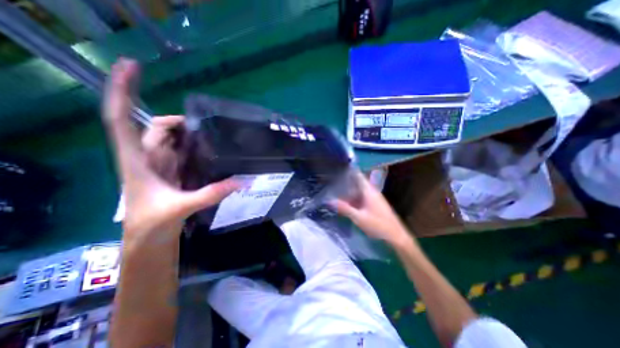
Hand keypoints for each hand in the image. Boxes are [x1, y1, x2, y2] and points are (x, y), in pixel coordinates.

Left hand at [102, 59, 237, 242]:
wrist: (150, 239)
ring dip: (189, 133)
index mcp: (138, 160)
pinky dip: (195, 146)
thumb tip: (243, 181)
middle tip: (207, 123)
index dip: (122, 90)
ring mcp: (163, 164)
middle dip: (179, 121)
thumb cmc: (152, 224)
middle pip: (157, 127)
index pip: (121, 118)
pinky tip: (211, 147)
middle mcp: (148, 157)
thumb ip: (212, 193)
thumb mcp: (180, 208)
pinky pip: (184, 152)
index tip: (131, 65)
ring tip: (213, 132)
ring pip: (172, 139)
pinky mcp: (175, 172)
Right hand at [332, 173, 413, 245]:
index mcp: (369, 191)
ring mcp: (374, 198)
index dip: (349, 171)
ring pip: (359, 191)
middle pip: (357, 183)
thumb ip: (344, 208)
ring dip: (349, 191)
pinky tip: (347, 203)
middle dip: (346, 182)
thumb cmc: (378, 225)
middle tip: (332, 182)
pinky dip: (354, 199)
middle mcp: (372, 191)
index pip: (358, 175)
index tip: (338, 169)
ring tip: (336, 192)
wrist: (396, 236)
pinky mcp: (375, 204)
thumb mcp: (359, 217)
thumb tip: (329, 201)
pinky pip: (362, 198)